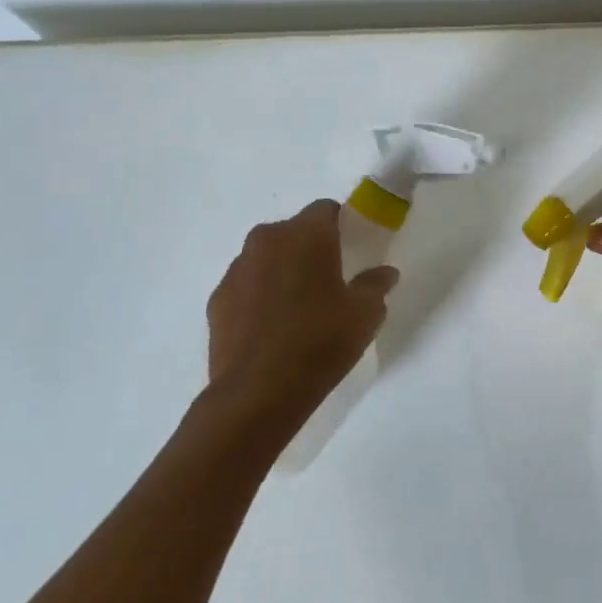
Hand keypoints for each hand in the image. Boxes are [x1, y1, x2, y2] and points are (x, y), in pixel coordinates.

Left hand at [203, 199, 397, 439]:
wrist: (257, 393)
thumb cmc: (321, 342)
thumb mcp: (365, 314)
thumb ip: (376, 285)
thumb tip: (385, 273)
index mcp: (305, 235)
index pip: (326, 209)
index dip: (342, 224)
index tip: (353, 250)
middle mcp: (266, 241)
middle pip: (293, 231)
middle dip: (311, 248)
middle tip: (330, 280)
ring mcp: (236, 270)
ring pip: (267, 258)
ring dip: (283, 270)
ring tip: (300, 307)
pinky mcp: (217, 300)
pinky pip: (247, 285)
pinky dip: (261, 296)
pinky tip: (274, 327)